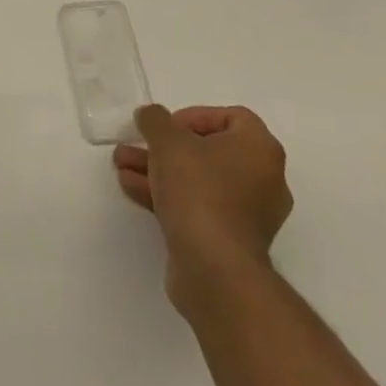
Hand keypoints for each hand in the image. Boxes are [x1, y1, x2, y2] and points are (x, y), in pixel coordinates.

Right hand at [113, 104, 292, 309]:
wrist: (214, 269)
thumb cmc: (199, 189)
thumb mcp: (168, 140)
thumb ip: (155, 119)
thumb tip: (151, 116)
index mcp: (260, 149)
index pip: (230, 117)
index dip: (194, 116)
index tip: (167, 128)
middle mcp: (263, 180)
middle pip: (208, 151)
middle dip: (164, 147)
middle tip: (136, 144)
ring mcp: (249, 215)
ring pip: (198, 180)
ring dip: (159, 170)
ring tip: (121, 166)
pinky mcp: (231, 242)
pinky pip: (199, 206)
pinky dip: (169, 196)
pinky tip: (132, 189)